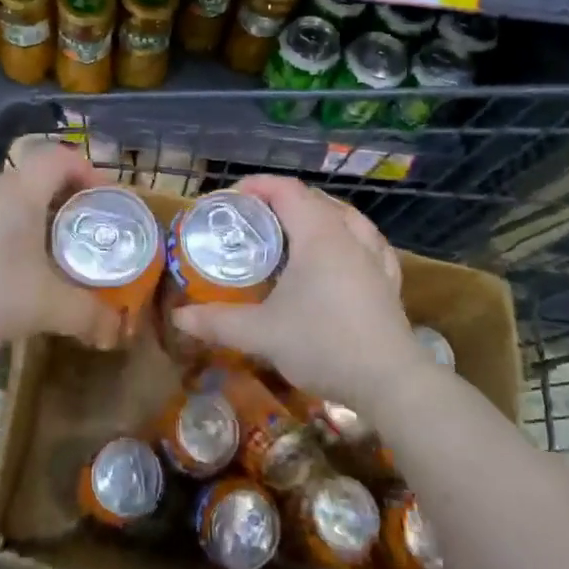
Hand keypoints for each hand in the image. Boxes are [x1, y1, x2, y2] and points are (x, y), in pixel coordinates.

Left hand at [0, 144, 124, 349]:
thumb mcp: (42, 305)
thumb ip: (84, 314)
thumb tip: (116, 331)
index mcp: (22, 189)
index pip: (62, 156)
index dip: (88, 171)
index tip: (102, 201)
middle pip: (38, 180)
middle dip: (65, 205)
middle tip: (82, 237)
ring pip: (10, 201)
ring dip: (32, 222)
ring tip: (47, 258)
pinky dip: (4, 236)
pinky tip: (5, 271)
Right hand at [170, 176, 426, 410]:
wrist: (390, 382)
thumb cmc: (323, 344)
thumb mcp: (262, 333)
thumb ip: (218, 322)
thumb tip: (179, 317)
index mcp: (318, 234)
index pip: (285, 189)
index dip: (255, 186)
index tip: (228, 200)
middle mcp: (348, 235)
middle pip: (313, 198)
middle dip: (280, 200)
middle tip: (252, 220)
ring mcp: (373, 257)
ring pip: (345, 216)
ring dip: (316, 213)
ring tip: (293, 230)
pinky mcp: (387, 280)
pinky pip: (366, 241)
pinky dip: (347, 236)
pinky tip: (342, 252)